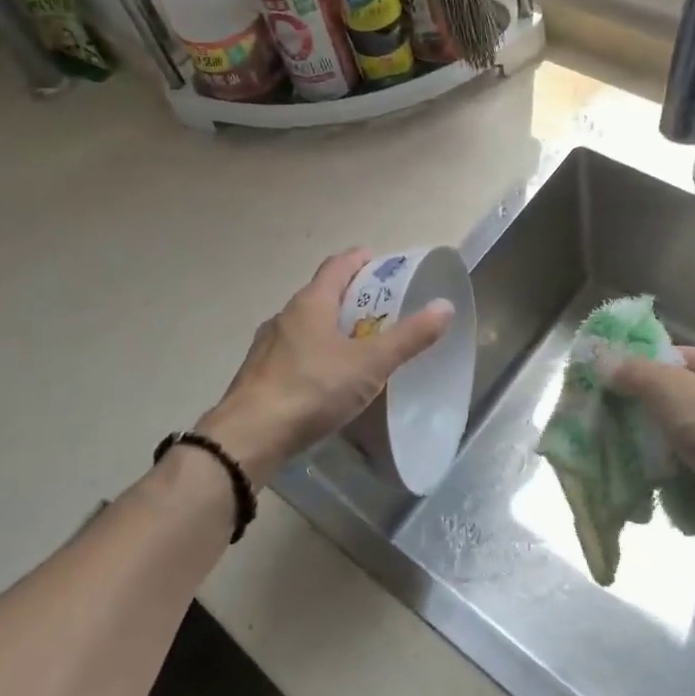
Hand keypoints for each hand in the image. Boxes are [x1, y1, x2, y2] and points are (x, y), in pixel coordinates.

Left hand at [197, 249, 453, 485]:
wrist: (250, 435)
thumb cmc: (313, 388)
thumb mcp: (369, 364)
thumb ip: (408, 337)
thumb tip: (444, 307)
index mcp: (311, 302)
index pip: (337, 266)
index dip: (359, 260)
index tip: (379, 262)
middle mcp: (285, 316)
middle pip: (321, 293)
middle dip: (350, 296)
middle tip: (380, 308)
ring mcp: (267, 345)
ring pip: (305, 325)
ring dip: (330, 326)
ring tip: (356, 344)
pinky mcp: (258, 374)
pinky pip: (293, 352)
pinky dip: (314, 353)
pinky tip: (326, 378)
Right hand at [611, 346, 694, 497]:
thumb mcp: (667, 386)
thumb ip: (632, 370)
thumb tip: (602, 362)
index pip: (672, 356)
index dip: (640, 367)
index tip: (610, 384)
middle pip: (674, 392)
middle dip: (643, 405)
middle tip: (610, 415)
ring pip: (677, 427)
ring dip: (652, 438)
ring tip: (622, 444)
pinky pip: (687, 457)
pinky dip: (668, 463)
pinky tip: (646, 470)